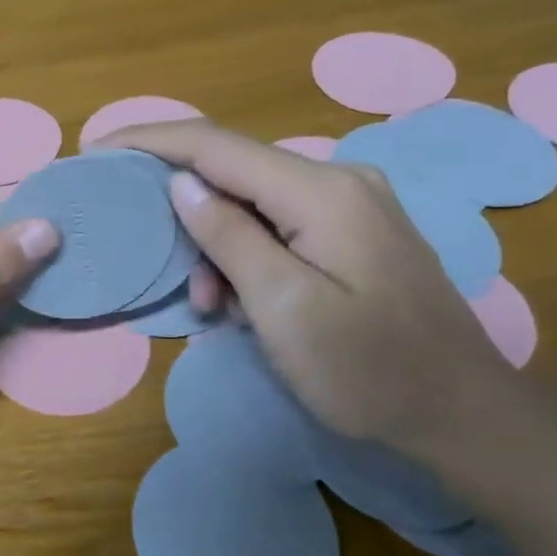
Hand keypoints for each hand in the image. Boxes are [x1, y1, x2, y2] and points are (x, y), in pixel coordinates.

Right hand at [105, 120, 524, 459]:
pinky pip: (279, 228)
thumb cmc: (368, 370)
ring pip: (253, 205)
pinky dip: (247, 259)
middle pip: (232, 172)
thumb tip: (179, 182)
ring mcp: (351, 206)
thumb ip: (229, 236)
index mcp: (321, 191)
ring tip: (210, 306)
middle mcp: (338, 181)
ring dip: (216, 248)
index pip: (214, 145)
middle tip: (160, 264)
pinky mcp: (354, 234)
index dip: (148, 141)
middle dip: (183, 212)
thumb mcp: (283, 307)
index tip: (94, 149)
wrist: (462, 414)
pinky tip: (244, 304)